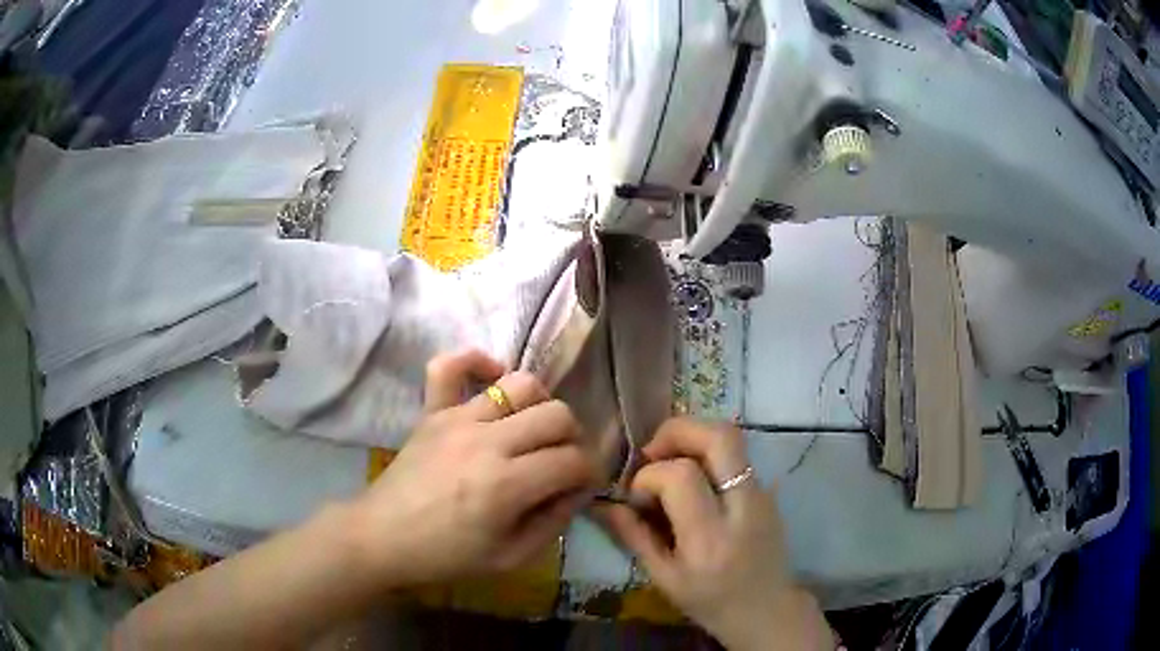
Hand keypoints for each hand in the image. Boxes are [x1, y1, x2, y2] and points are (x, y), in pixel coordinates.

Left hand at [351, 350, 599, 586]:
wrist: (382, 537)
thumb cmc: (446, 555)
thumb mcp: (510, 558)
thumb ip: (553, 523)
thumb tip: (577, 490)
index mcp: (506, 484)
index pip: (573, 460)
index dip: (589, 473)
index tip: (582, 486)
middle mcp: (487, 441)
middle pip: (557, 415)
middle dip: (573, 439)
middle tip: (560, 462)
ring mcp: (456, 418)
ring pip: (520, 384)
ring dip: (540, 404)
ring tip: (532, 428)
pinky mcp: (432, 410)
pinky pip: (450, 366)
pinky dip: (476, 362)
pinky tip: (491, 379)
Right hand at [597, 418, 831, 650]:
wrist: (766, 609)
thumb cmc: (710, 602)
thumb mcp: (663, 579)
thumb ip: (634, 536)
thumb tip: (604, 503)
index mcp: (710, 539)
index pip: (682, 477)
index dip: (649, 476)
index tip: (636, 496)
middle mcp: (743, 508)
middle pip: (719, 438)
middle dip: (677, 431)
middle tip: (651, 451)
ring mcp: (762, 494)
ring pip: (731, 436)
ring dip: (693, 436)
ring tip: (668, 459)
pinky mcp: (768, 490)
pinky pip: (736, 454)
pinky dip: (707, 452)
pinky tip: (691, 477)